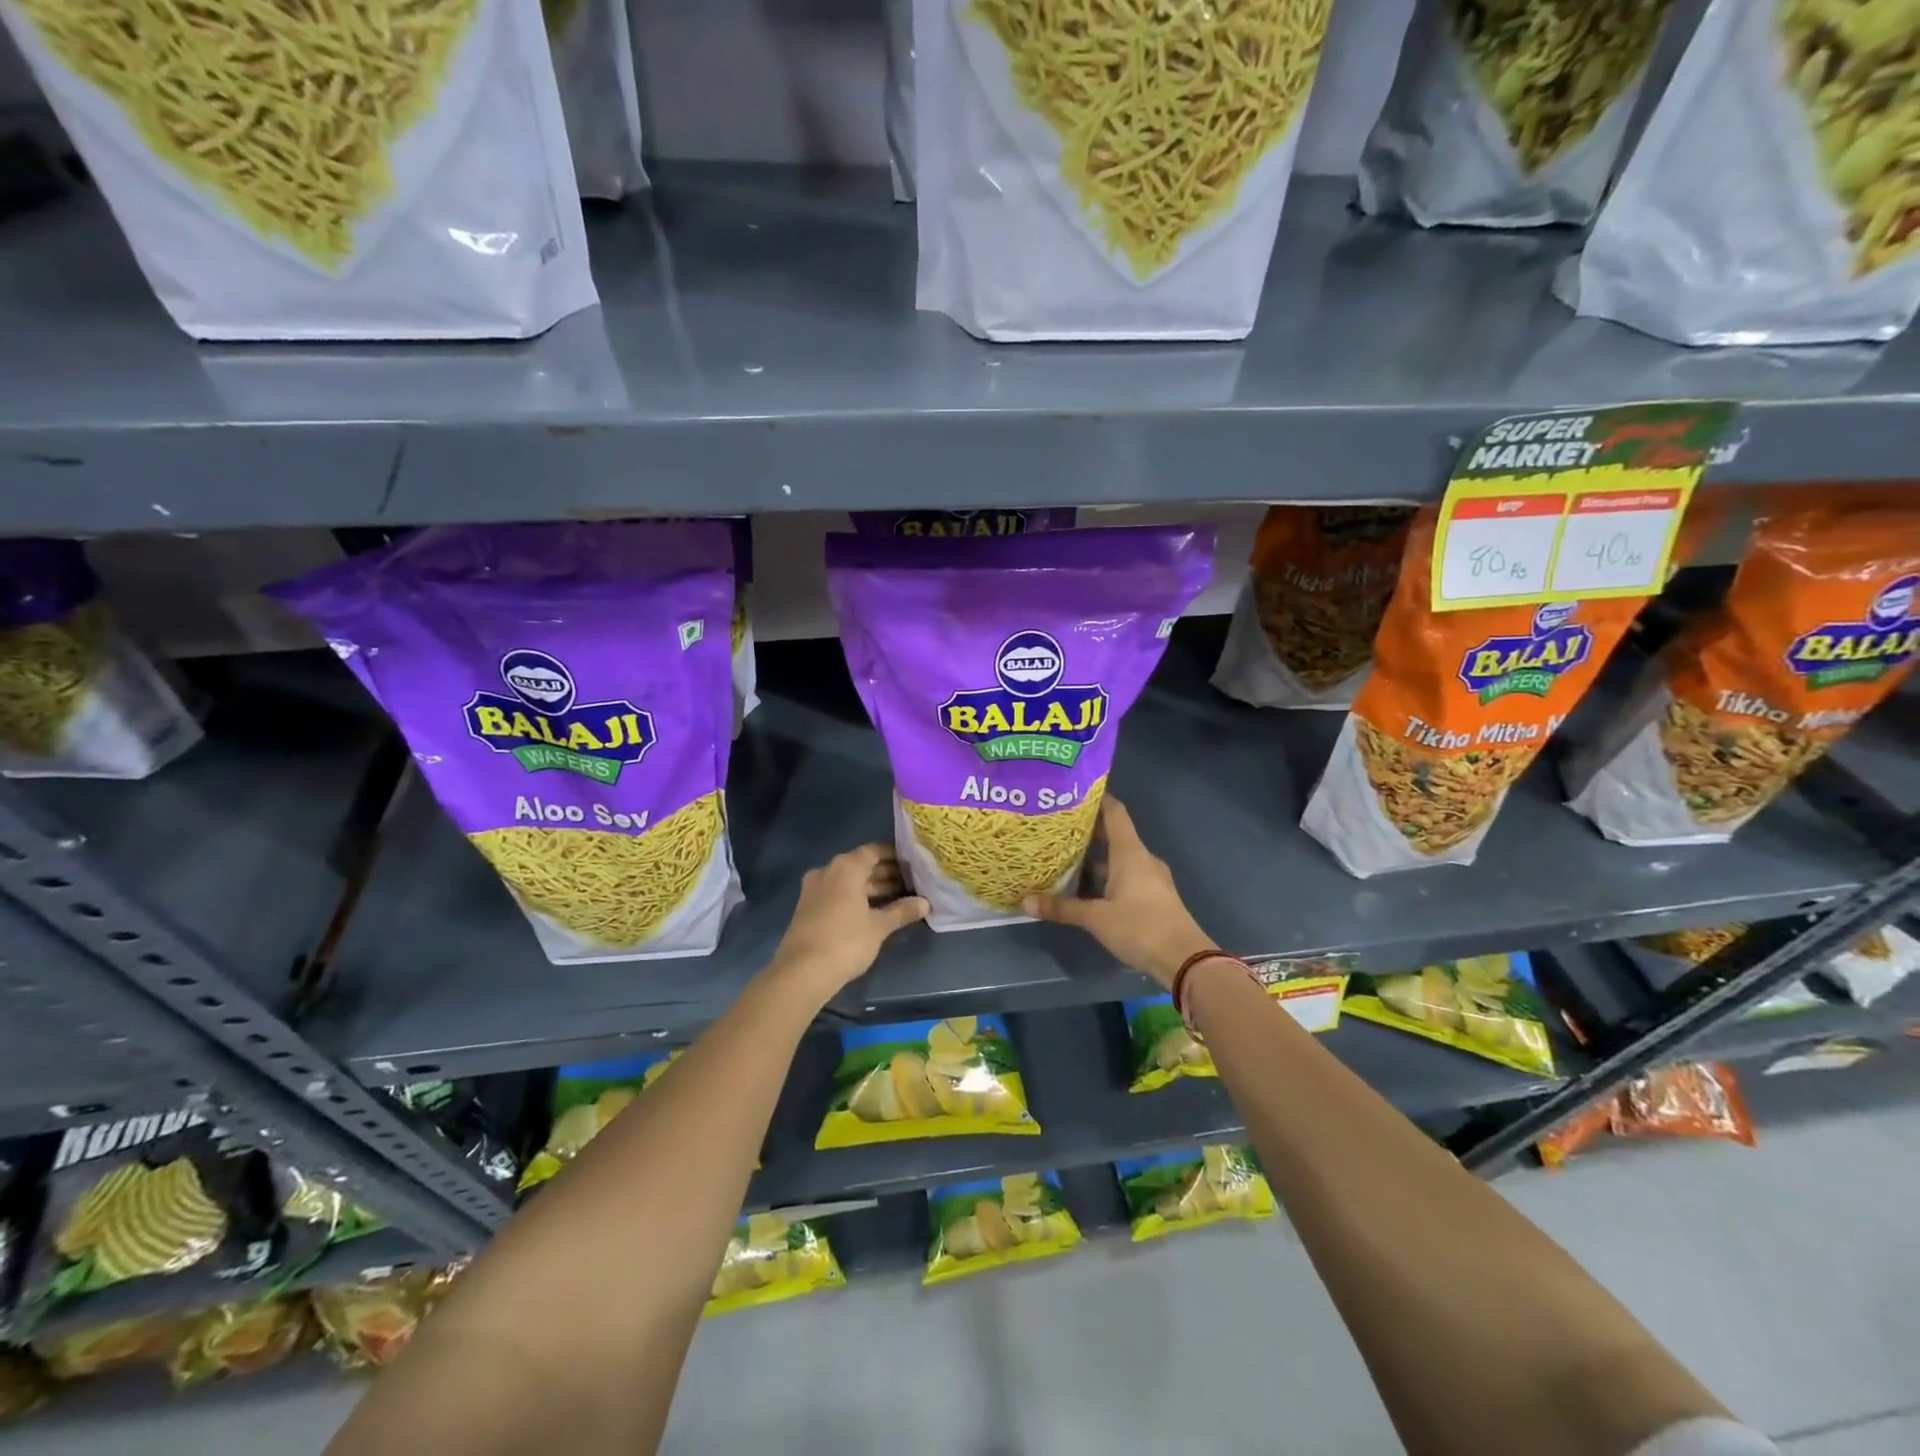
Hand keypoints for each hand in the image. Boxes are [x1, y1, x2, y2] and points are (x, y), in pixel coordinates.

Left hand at [771, 843, 927, 998]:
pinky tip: (874, 911)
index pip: (874, 851)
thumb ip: (902, 911)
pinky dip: (856, 898)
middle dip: (886, 874)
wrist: (802, 972)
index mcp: (845, 867)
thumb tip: (925, 903)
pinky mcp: (808, 907)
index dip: (895, 856)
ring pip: (849, 881)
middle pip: (861, 866)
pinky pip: (838, 894)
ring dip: (872, 888)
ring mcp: (814, 889)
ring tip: (898, 898)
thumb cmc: (845, 942)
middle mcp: (828, 871)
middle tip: (911, 884)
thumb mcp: (879, 927)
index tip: (914, 864)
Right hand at [1024, 796, 1210, 988]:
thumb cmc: (1139, 927)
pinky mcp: (1154, 895)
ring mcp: (1151, 877)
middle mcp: (1142, 858)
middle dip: (1088, 831)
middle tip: (1058, 828)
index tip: (1072, 795)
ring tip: (1066, 857)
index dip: (1096, 799)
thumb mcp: (1095, 918)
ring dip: (1096, 857)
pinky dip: (1107, 875)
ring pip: (1120, 858)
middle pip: (1114, 834)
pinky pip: (1127, 875)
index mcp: (1130, 852)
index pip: (1114, 812)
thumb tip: (1026, 901)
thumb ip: (1062, 908)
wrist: (1184, 959)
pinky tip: (1087, 888)